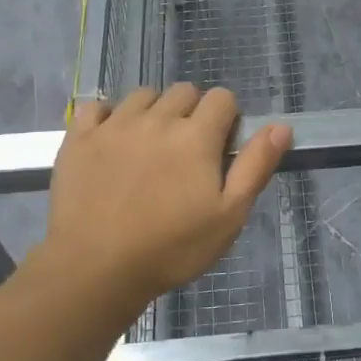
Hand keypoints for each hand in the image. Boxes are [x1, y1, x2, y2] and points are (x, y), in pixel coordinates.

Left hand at [40, 83, 289, 312]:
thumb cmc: (171, 248)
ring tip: (150, 146)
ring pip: (143, 95)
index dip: (227, 118)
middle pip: (184, 91)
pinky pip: (96, 106)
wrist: (95, 270)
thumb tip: (281, 126)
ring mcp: (114, 125)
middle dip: (192, 112)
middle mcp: (156, 118)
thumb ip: (255, 166)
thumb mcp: (229, 216)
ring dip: (153, 111)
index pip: (222, 98)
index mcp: (196, 135)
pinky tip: (112, 141)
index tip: (220, 148)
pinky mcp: (79, 138)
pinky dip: (108, 116)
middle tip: (186, 152)